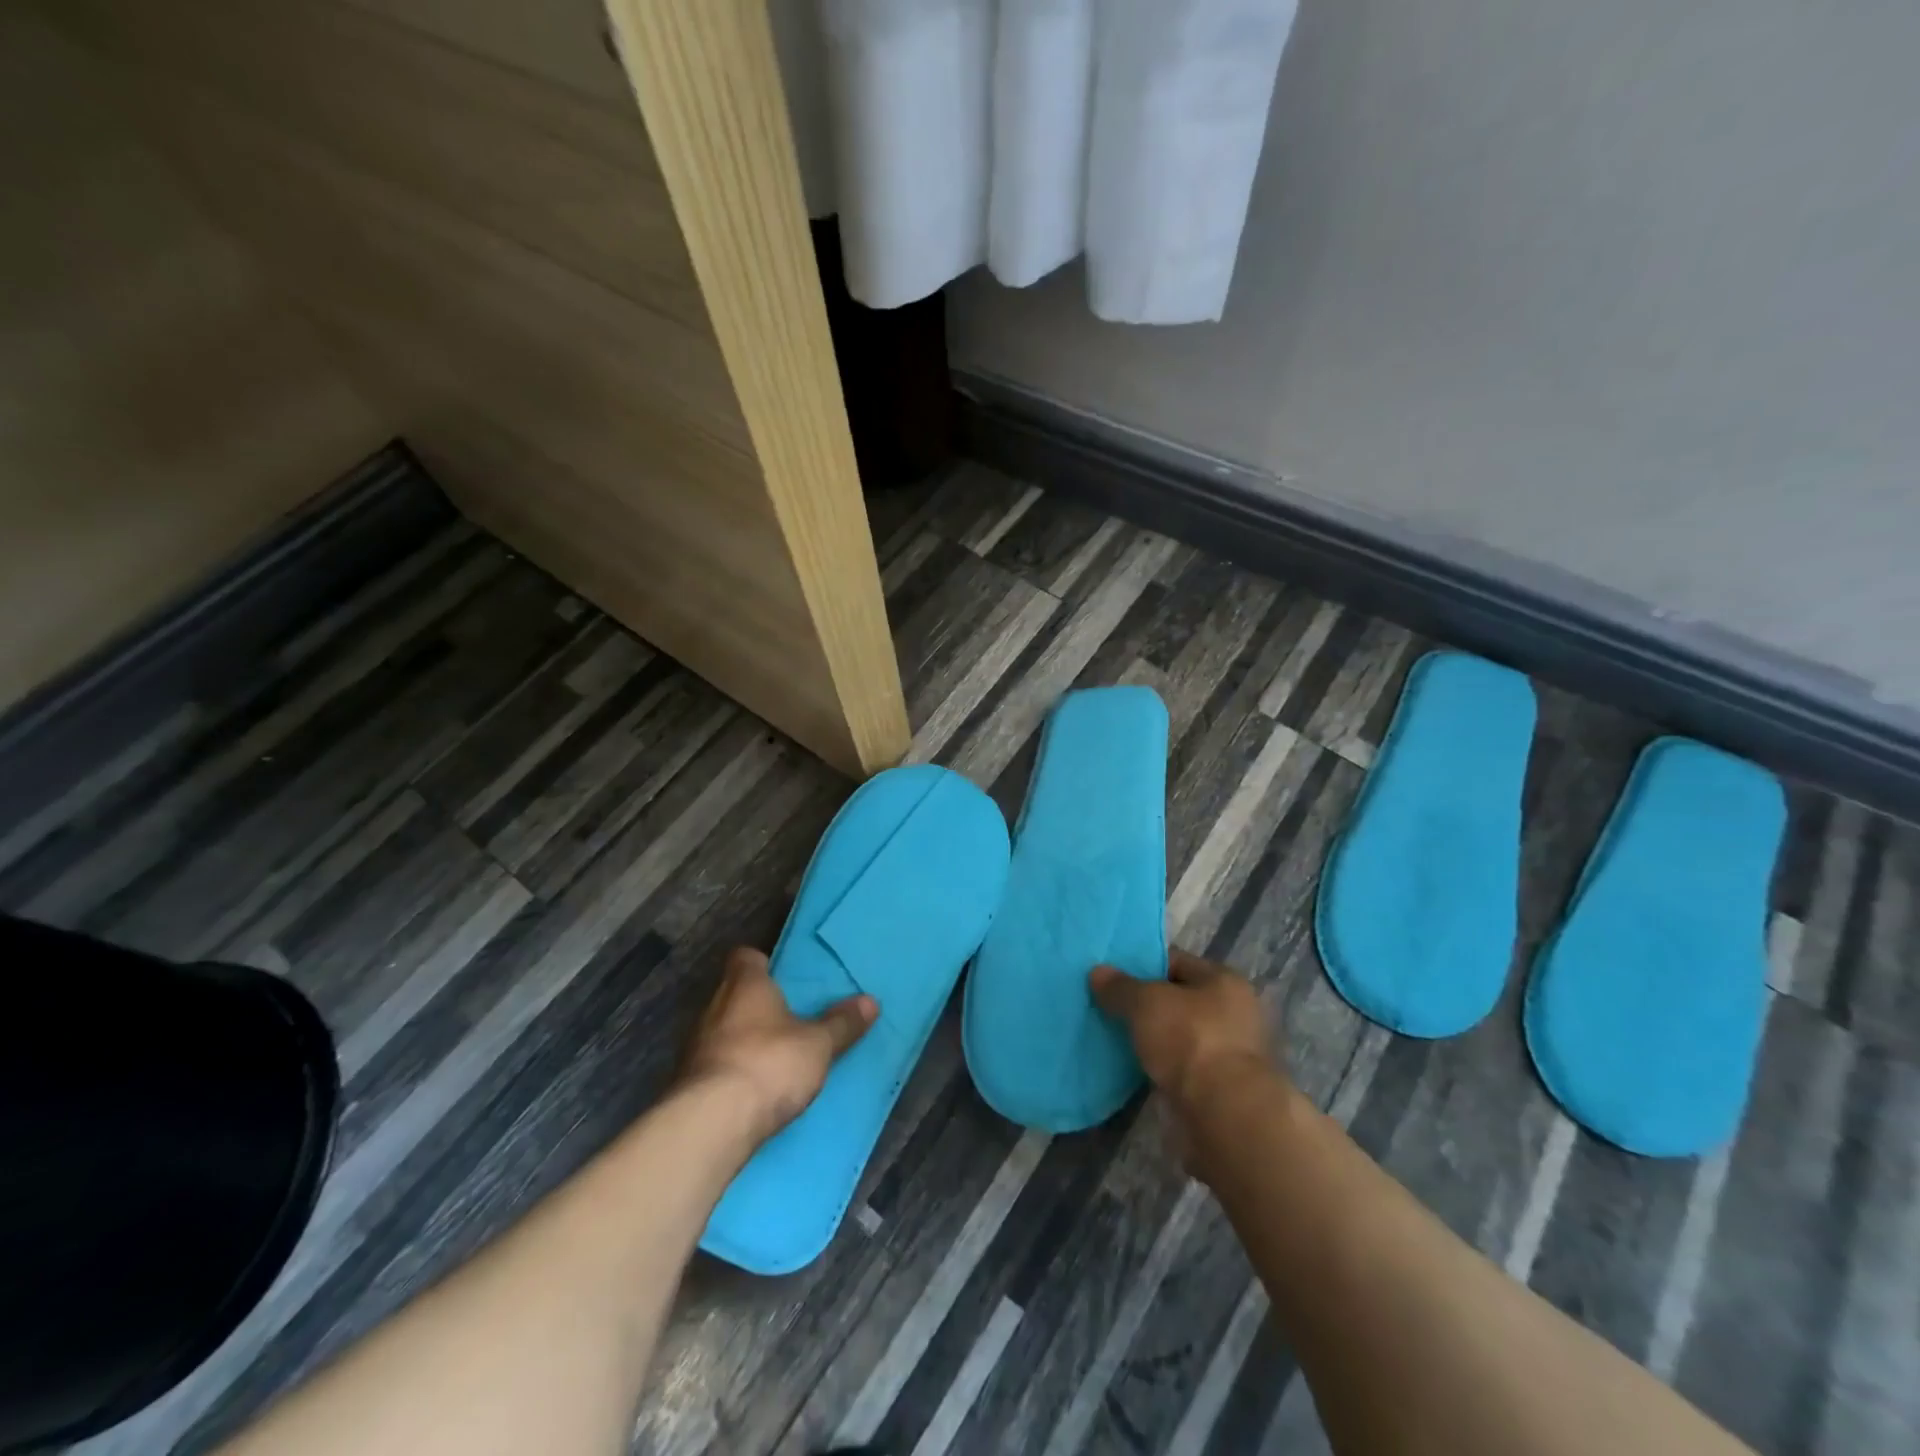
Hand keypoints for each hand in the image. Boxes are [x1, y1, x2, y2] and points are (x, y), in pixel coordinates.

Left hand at [679, 947, 876, 1145]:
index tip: (784, 975)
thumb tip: (870, 1001)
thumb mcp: (818, 1044)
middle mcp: (714, 1006)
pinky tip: (754, 1087)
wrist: (710, 1124)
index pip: (745, 957)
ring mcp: (696, 1045)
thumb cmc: (768, 1064)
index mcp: (745, 985)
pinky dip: (733, 1069)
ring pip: (723, 1029)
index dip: (763, 963)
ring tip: (776, 1054)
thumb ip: (842, 1023)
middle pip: (735, 993)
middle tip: (790, 1016)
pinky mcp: (688, 1082)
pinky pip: (716, 1063)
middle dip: (758, 1004)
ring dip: (744, 1039)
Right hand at [1089, 949, 1289, 1118]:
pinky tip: (1132, 1068)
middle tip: (1107, 1006)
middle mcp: (1233, 1013)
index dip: (1142, 964)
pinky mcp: (1220, 1088)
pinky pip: (1180, 1066)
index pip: (1176, 961)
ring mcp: (1229, 1053)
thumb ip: (1120, 986)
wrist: (1225, 1116)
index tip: (1111, 975)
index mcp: (1224, 981)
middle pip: (1177, 999)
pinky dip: (1159, 1066)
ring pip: (1178, 1035)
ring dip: (1152, 1038)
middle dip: (1145, 1004)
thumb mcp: (1146, 1003)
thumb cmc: (1190, 1041)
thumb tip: (1098, 972)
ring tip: (1113, 1037)